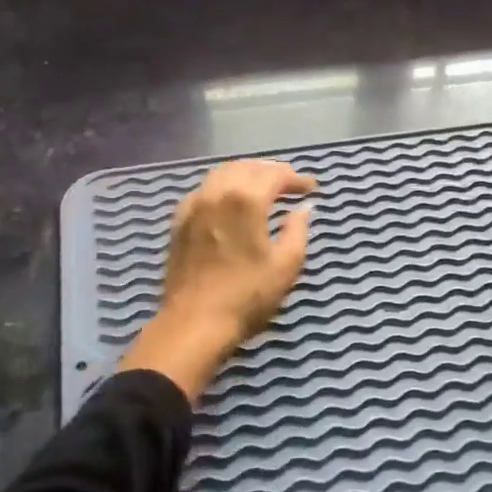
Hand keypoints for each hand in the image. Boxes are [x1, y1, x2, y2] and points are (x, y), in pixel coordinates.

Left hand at [119, 159, 317, 402]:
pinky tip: (230, 200)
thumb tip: (303, 209)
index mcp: (246, 200)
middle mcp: (218, 192)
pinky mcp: (180, 220)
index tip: (311, 188)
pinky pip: (204, 189)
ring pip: (223, 173)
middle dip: (271, 172)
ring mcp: (194, 205)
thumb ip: (298, 230)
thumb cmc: (247, 296)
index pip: (275, 175)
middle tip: (290, 185)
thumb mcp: (286, 265)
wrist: (194, 323)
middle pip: (247, 167)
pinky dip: (223, 186)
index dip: (296, 178)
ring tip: (262, 187)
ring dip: (246, 174)